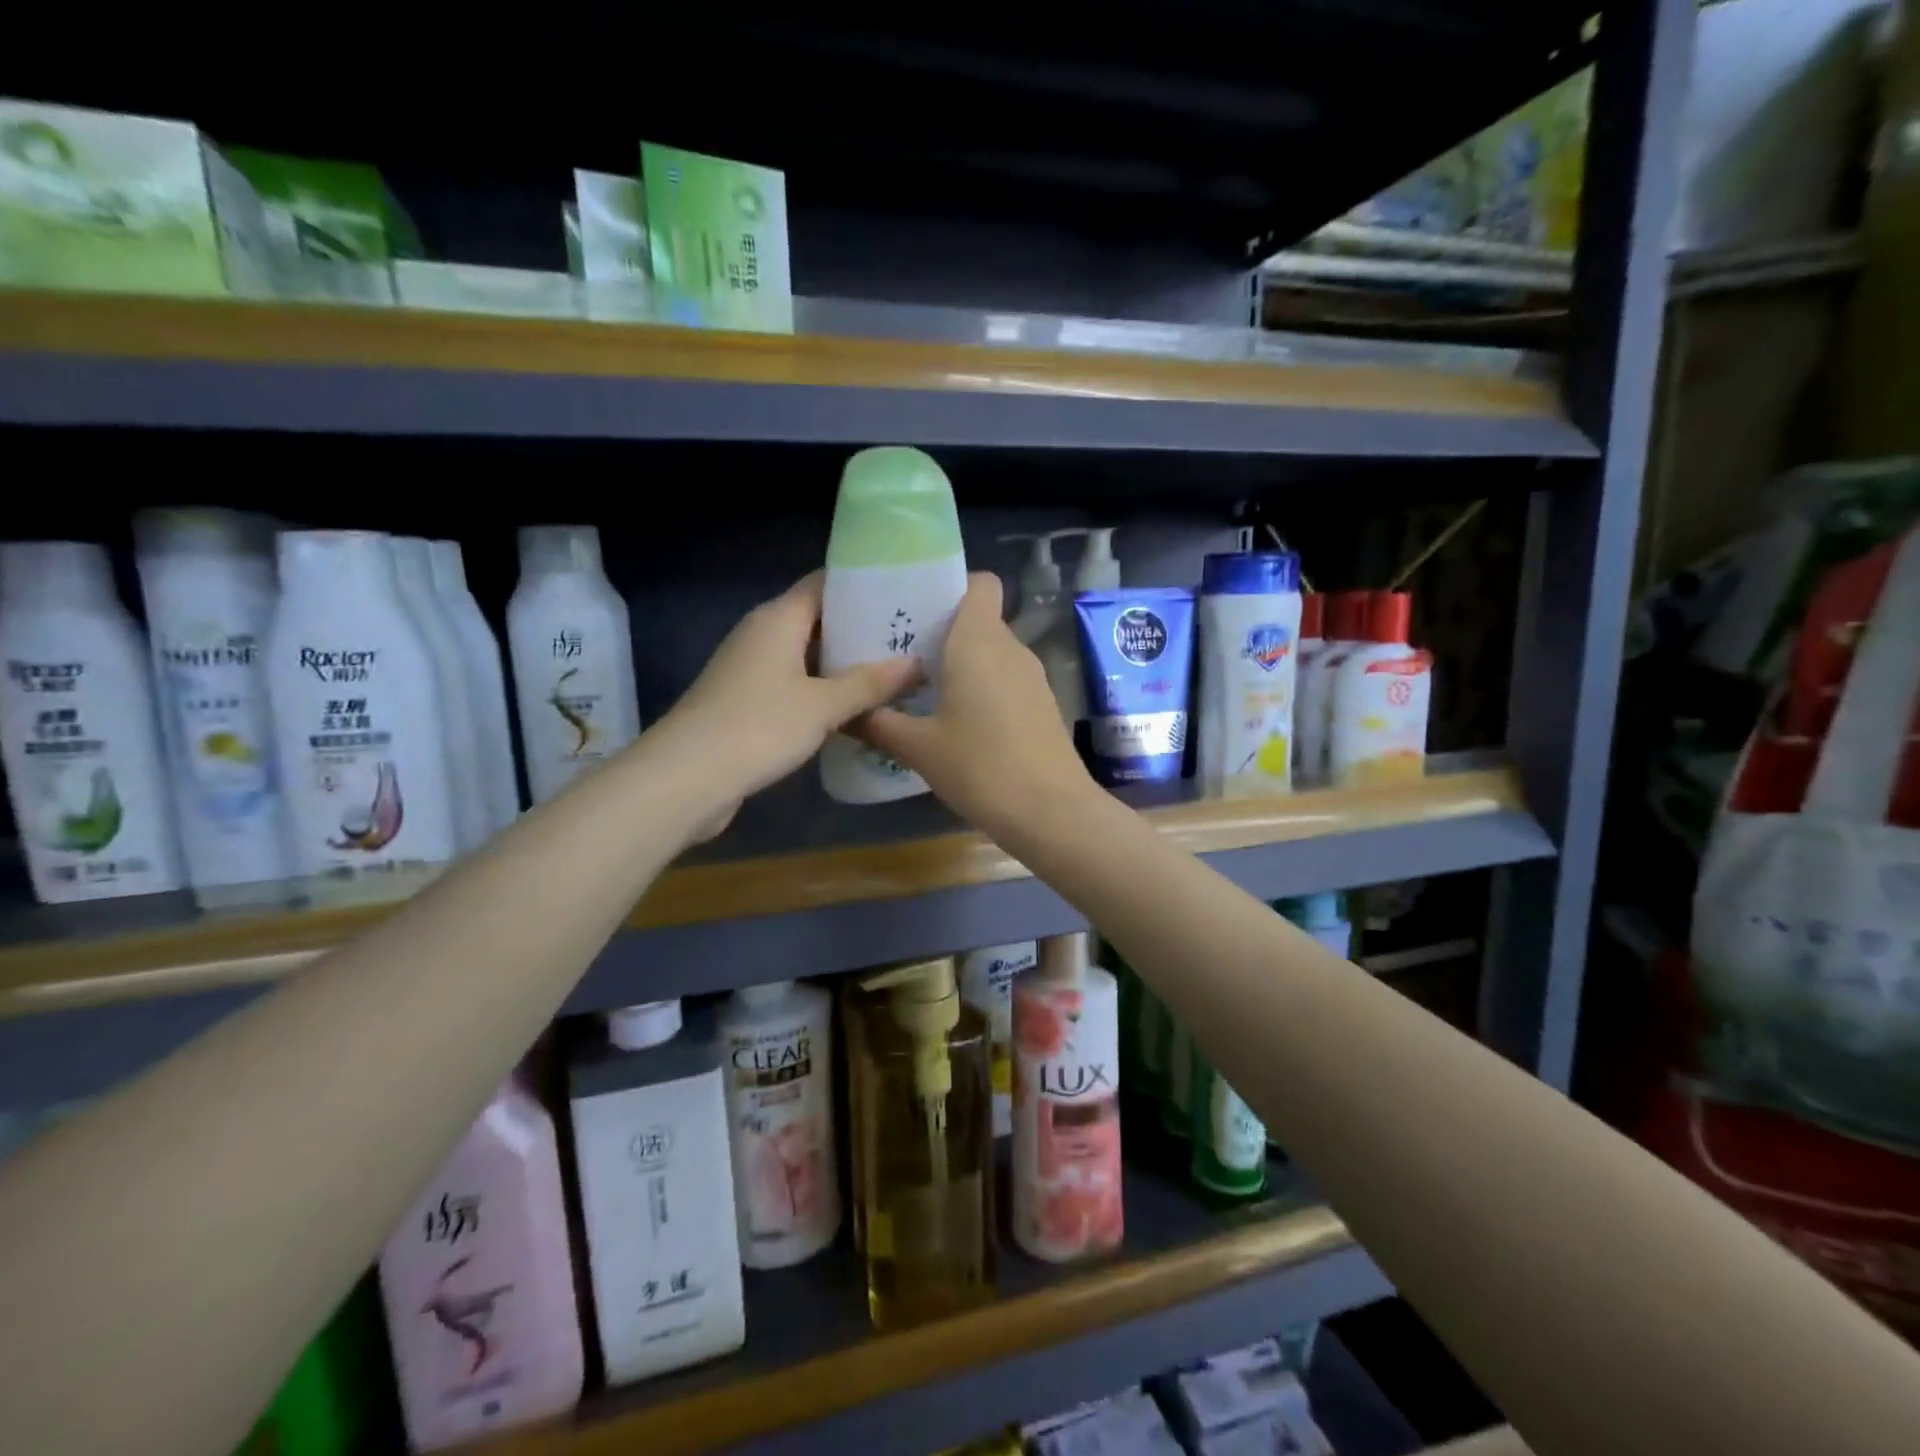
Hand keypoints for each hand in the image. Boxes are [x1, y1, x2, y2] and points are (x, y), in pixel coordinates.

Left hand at [667, 572, 918, 836]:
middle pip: (818, 620)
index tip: (903, 593)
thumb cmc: (759, 726)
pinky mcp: (746, 702)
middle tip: (909, 639)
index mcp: (778, 619)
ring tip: (893, 673)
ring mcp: (751, 669)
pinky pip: (794, 686)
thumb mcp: (823, 705)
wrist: (687, 777)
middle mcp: (762, 635)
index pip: (824, 583)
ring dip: (844, 666)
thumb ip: (870, 684)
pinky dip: (823, 692)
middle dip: (861, 630)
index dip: (862, 585)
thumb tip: (915, 663)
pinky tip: (855, 709)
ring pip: (807, 657)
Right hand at [859, 573, 1095, 836]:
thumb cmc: (980, 766)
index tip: (920, 611)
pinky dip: (984, 688)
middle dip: (944, 632)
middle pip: (979, 619)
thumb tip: (846, 714)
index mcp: (978, 640)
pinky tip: (960, 722)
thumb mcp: (919, 748)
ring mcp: (1033, 677)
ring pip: (993, 652)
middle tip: (903, 656)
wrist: (1050, 811)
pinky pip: (1006, 679)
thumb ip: (879, 724)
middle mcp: (1010, 648)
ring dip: (963, 664)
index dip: (953, 586)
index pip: (980, 583)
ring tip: (925, 691)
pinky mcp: (1043, 704)